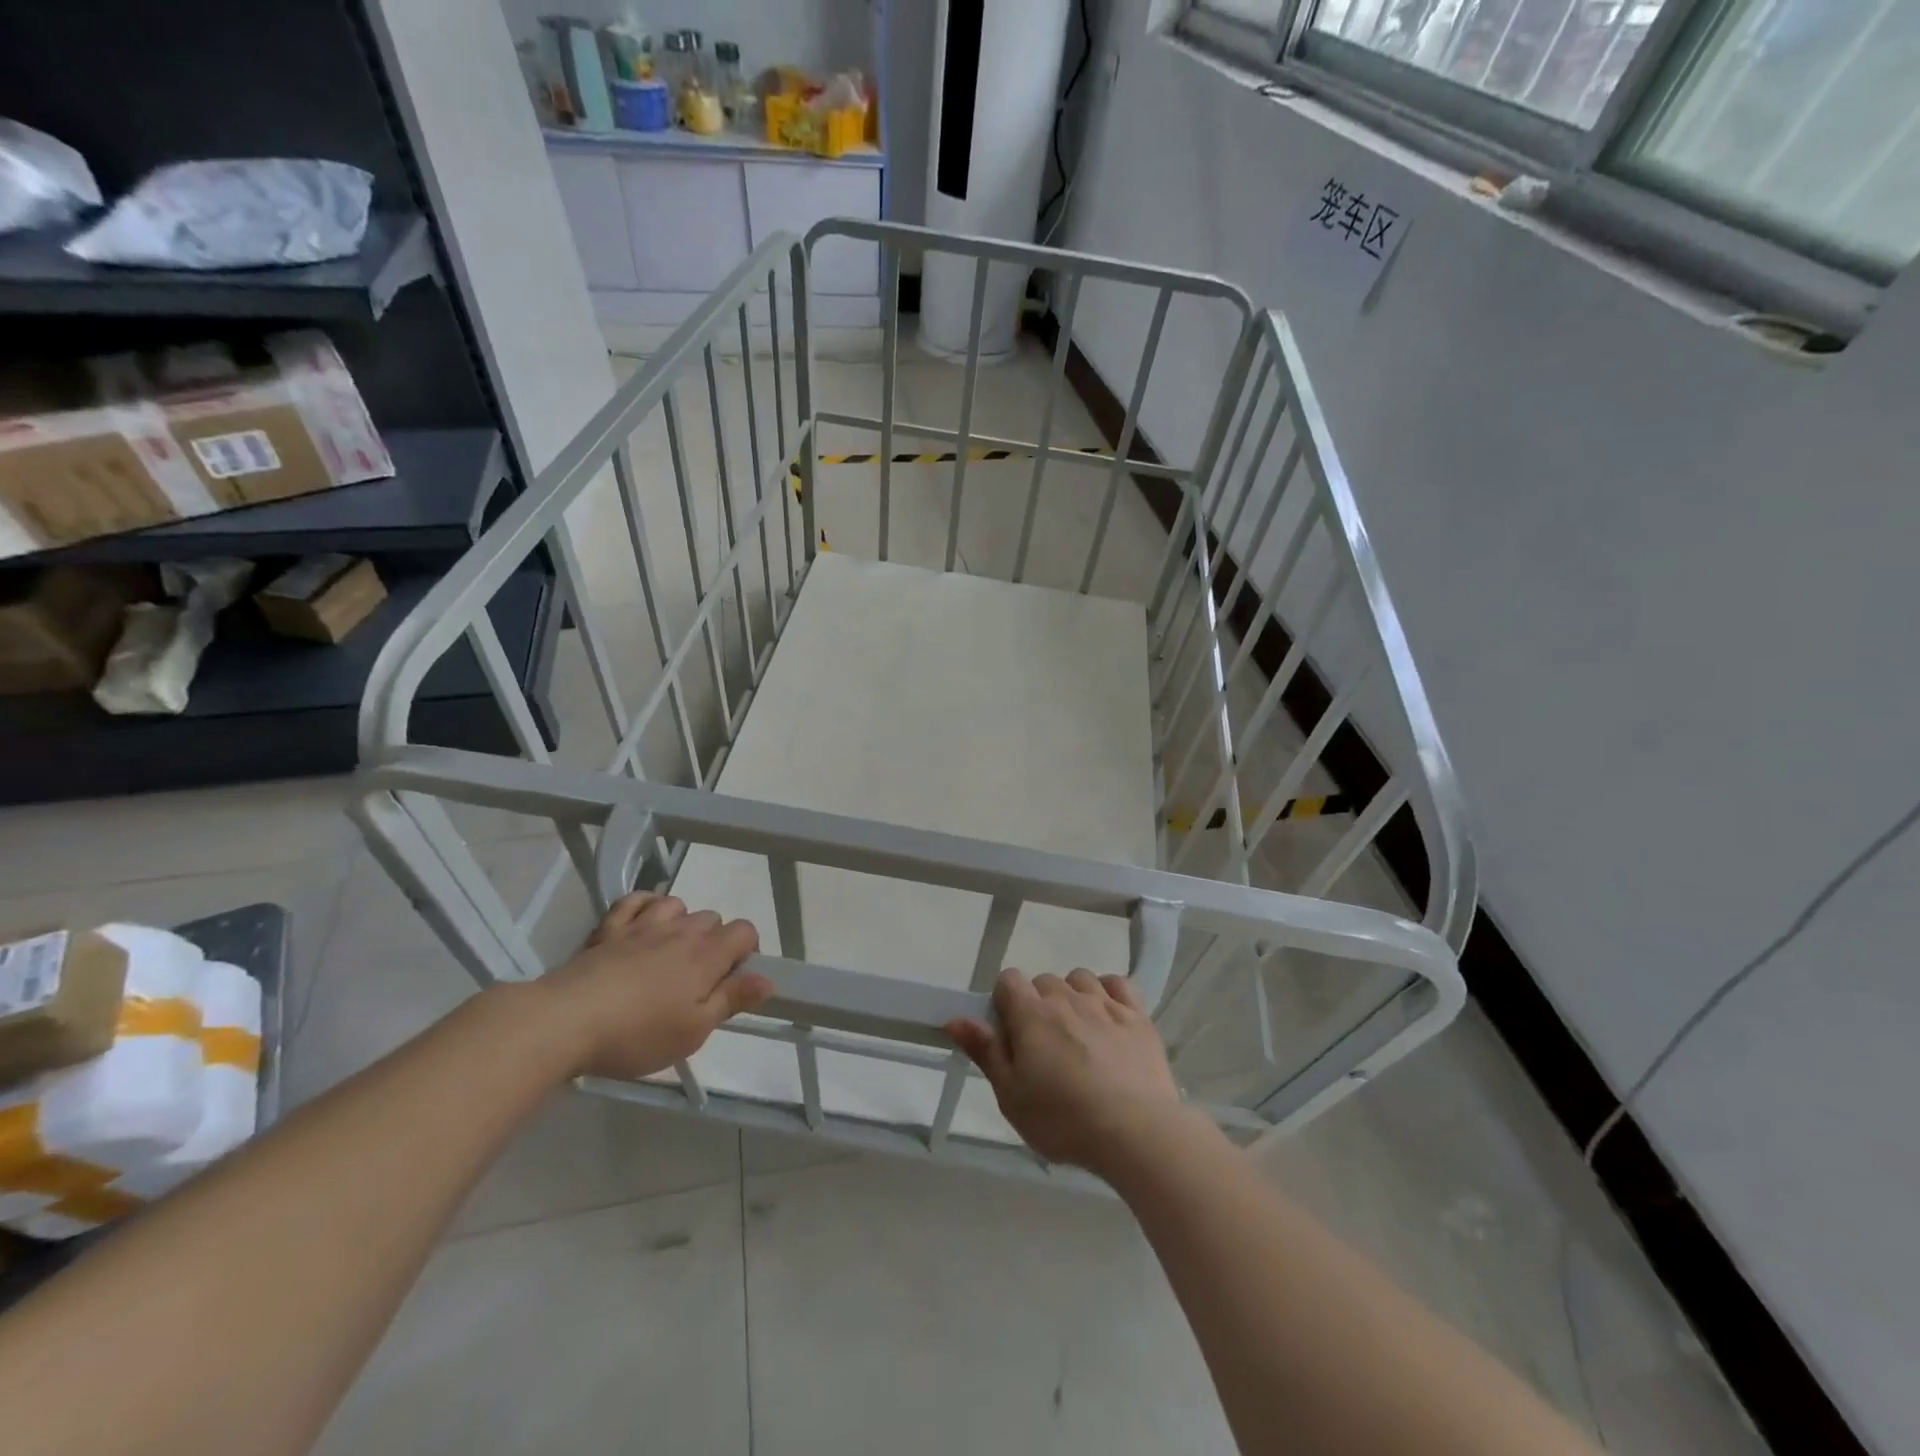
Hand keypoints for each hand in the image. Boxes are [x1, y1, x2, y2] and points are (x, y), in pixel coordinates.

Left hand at [537, 892, 770, 1080]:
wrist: (565, 1021)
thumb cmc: (637, 1033)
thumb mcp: (693, 1031)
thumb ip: (732, 1000)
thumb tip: (768, 979)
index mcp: (706, 956)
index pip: (745, 930)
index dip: (747, 950)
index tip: (733, 979)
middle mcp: (681, 931)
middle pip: (712, 918)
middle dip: (713, 941)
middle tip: (698, 979)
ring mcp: (643, 925)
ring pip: (677, 904)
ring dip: (681, 921)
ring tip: (670, 951)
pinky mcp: (609, 928)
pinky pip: (636, 900)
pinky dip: (645, 905)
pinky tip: (642, 924)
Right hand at [946, 968, 1195, 1176]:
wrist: (1135, 1131)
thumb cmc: (1064, 1120)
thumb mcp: (1011, 1096)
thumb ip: (984, 1051)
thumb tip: (955, 1018)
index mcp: (1031, 1014)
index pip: (1008, 979)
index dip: (1005, 1001)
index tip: (1010, 1034)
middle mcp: (1066, 998)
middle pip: (1044, 980)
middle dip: (1038, 1004)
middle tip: (1044, 1047)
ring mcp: (1105, 1003)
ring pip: (1080, 979)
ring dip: (1073, 997)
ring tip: (1078, 1034)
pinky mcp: (1137, 1015)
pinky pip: (1118, 984)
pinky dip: (1109, 993)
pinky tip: (1108, 1018)